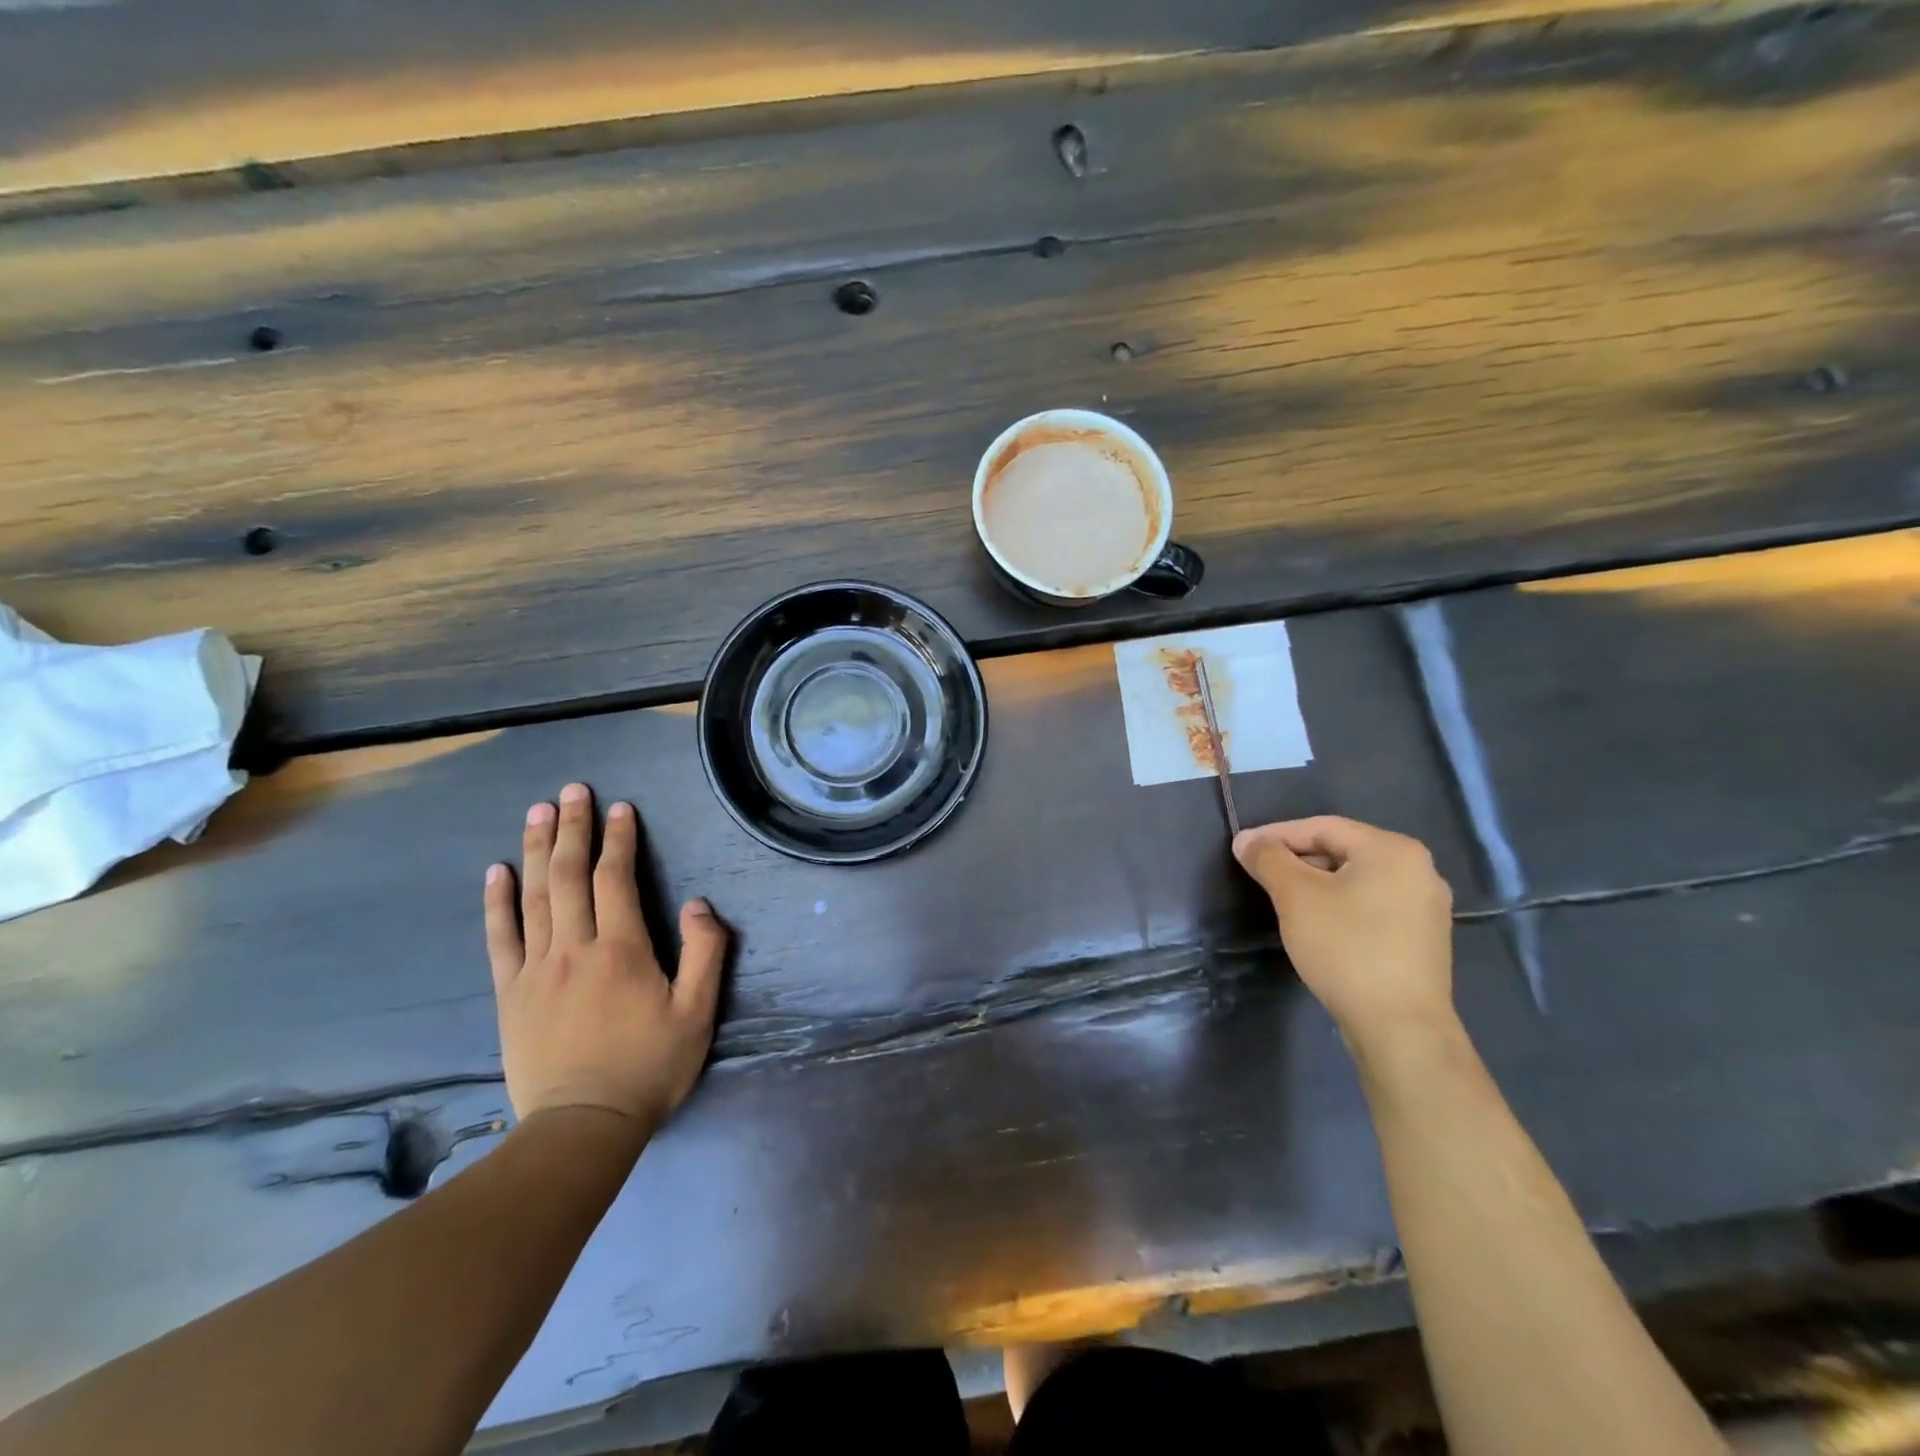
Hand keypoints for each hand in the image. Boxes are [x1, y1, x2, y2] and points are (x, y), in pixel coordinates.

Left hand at [484, 782, 728, 1132]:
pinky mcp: (510, 993)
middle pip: (568, 876)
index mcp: (621, 949)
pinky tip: (496, 872)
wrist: (583, 1126)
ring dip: (535, 850)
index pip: (615, 879)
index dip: (618, 839)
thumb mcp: (698, 1012)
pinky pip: (500, 938)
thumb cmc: (649, 1067)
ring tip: (536, 812)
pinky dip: (497, 902)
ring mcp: (535, 969)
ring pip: (533, 897)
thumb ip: (705, 952)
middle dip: (572, 828)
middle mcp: (574, 948)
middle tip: (571, 790)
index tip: (619, 807)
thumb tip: (697, 904)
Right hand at [1233, 816, 1454, 1050]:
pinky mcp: (1421, 938)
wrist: (1399, 1027)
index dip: (1277, 834)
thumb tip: (1246, 840)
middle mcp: (1419, 870)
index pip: (1323, 827)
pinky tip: (1316, 923)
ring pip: (1355, 879)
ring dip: (1315, 883)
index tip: (1243, 849)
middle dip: (1296, 859)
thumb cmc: (1346, 948)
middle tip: (1259, 874)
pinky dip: (1338, 905)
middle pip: (1342, 850)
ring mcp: (1425, 907)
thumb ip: (1268, 859)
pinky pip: (1371, 905)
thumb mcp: (1295, 896)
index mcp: (1393, 850)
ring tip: (1281, 898)